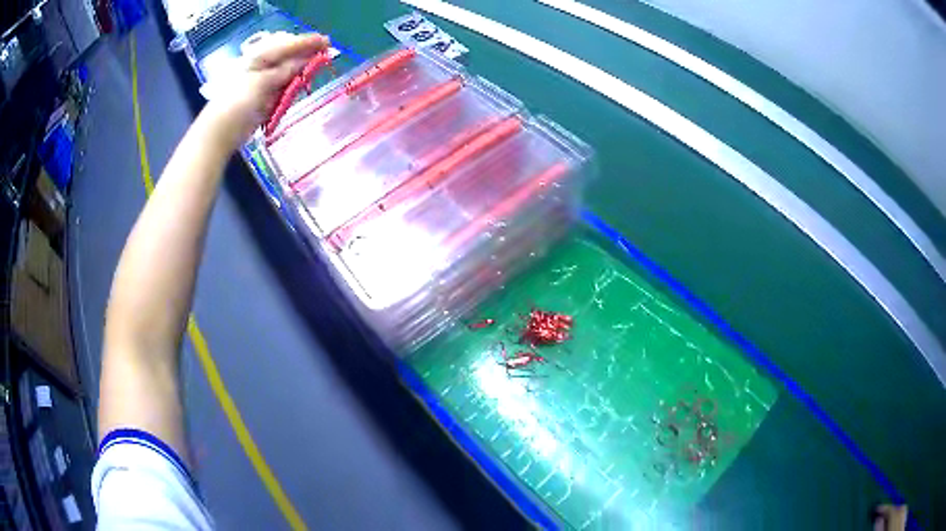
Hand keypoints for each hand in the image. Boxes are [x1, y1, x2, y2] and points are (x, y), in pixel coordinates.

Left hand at [203, 32, 328, 148]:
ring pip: (287, 69)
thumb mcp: (262, 83)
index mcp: (257, 58)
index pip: (285, 45)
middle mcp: (260, 66)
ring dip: (301, 67)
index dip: (306, 42)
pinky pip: (283, 85)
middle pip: (287, 55)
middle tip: (325, 52)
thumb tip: (305, 60)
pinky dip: (293, 82)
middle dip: (305, 52)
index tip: (327, 41)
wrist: (219, 134)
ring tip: (317, 64)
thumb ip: (284, 70)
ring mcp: (261, 82)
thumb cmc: (237, 104)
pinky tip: (303, 81)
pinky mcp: (263, 98)